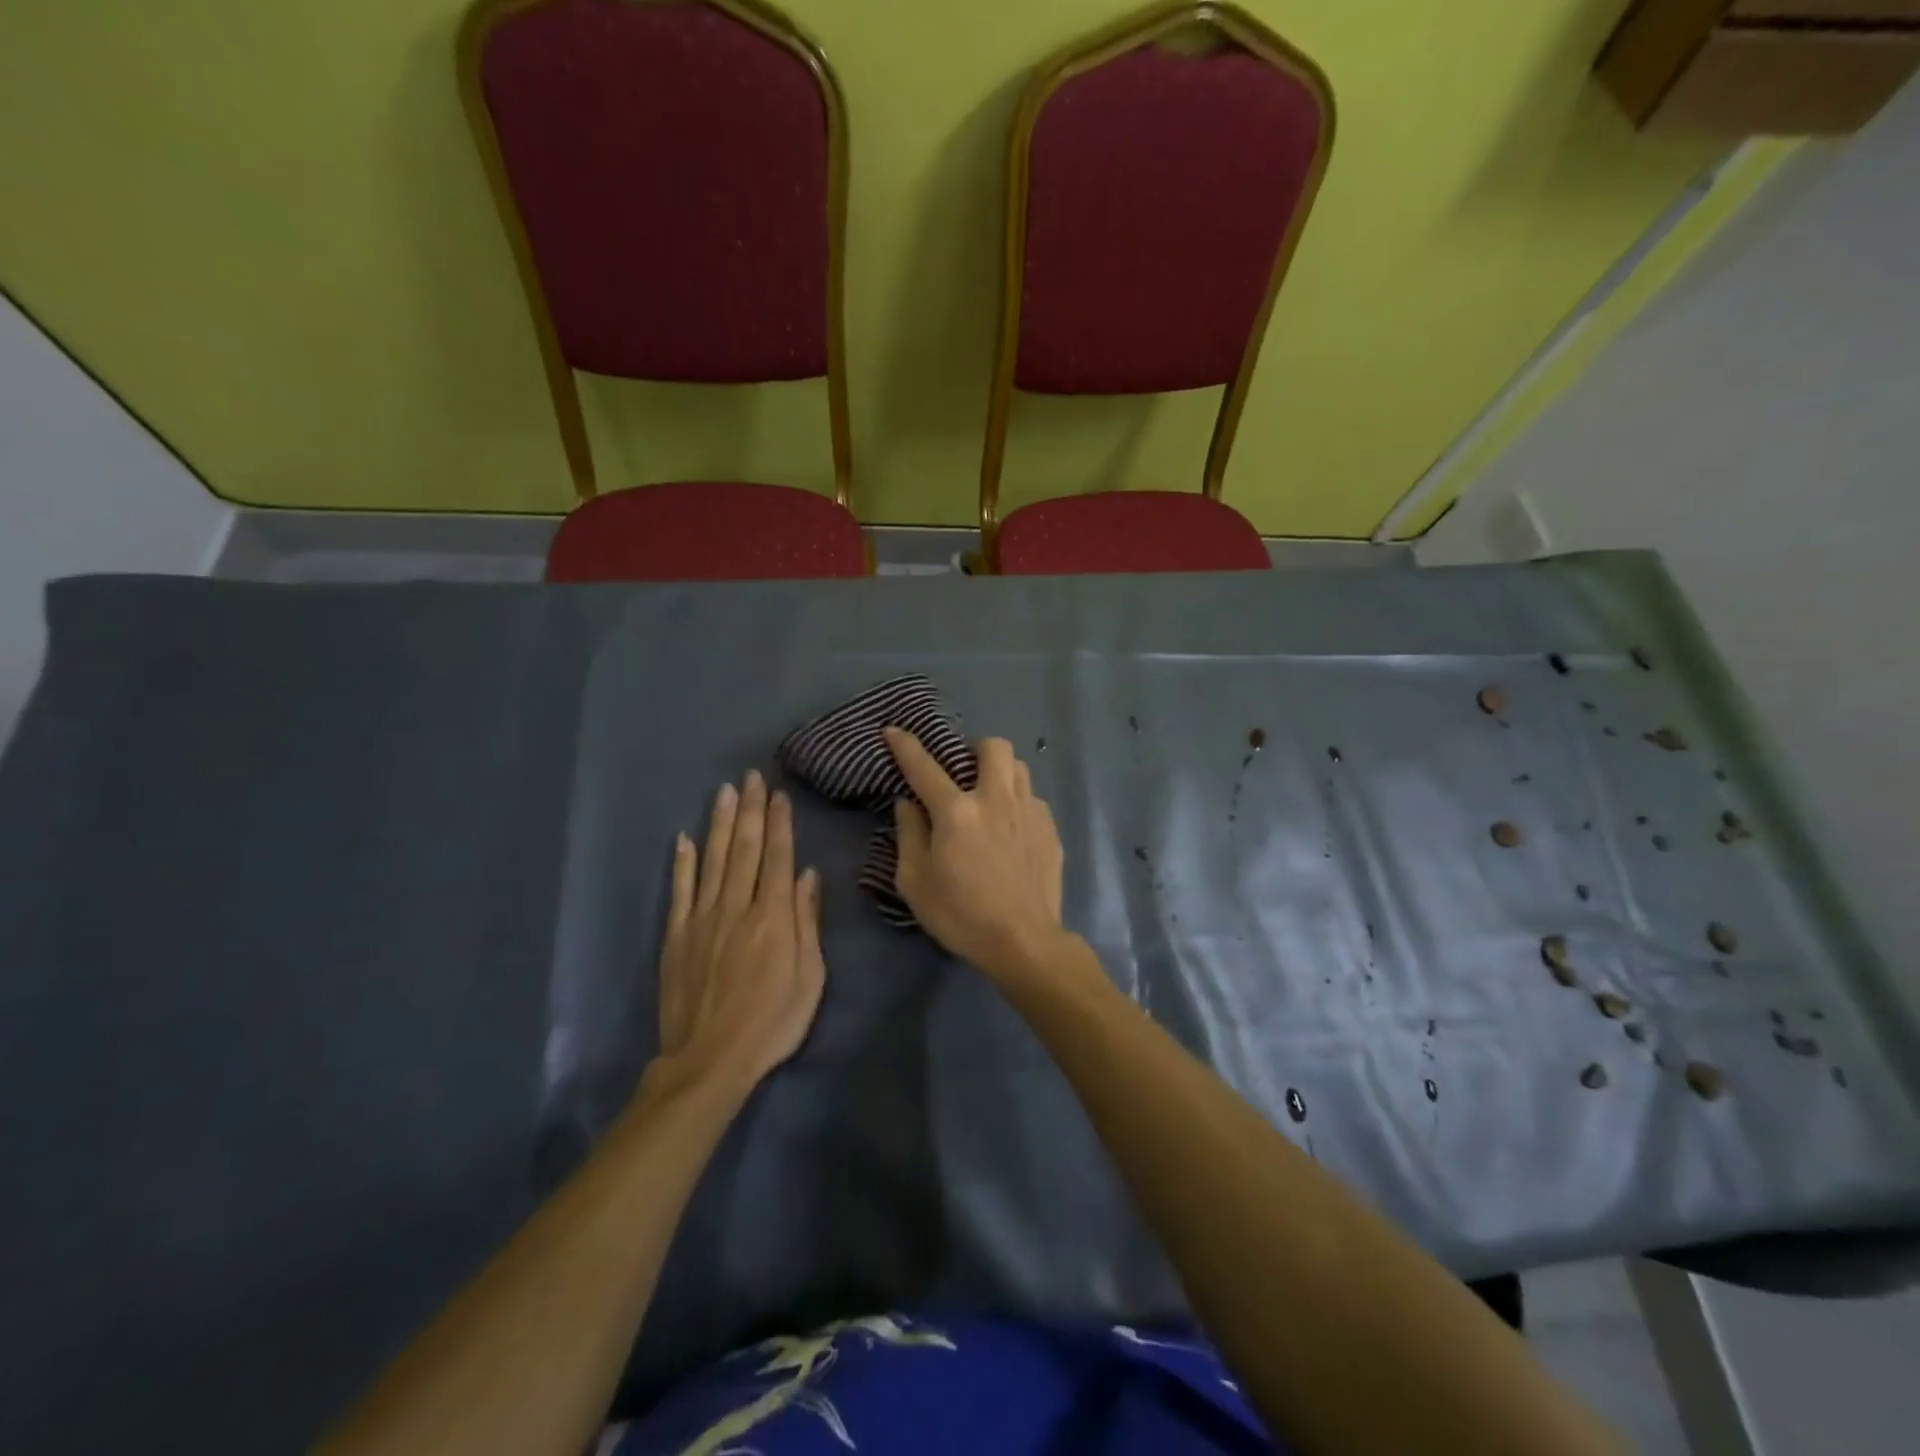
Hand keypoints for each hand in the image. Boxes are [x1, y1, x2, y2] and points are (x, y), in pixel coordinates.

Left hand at [654, 772, 824, 1094]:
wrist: (709, 1060)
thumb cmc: (772, 1021)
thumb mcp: (809, 977)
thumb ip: (807, 922)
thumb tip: (808, 875)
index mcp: (773, 916)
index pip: (778, 857)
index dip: (779, 822)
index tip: (778, 793)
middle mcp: (737, 906)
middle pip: (745, 848)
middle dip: (750, 809)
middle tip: (751, 776)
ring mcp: (703, 918)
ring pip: (713, 859)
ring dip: (719, 823)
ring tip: (724, 791)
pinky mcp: (677, 935)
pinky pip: (680, 890)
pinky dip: (682, 862)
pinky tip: (684, 838)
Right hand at [885, 729, 1065, 979]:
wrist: (1023, 942)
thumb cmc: (960, 915)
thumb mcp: (915, 881)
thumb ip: (909, 834)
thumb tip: (907, 803)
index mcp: (957, 812)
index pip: (924, 767)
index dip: (906, 745)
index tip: (894, 730)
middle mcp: (996, 799)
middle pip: (993, 747)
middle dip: (975, 749)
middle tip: (964, 772)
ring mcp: (1029, 811)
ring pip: (1019, 767)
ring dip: (1001, 772)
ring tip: (990, 796)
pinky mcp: (1050, 828)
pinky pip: (1033, 798)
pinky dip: (1018, 803)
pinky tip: (1012, 830)